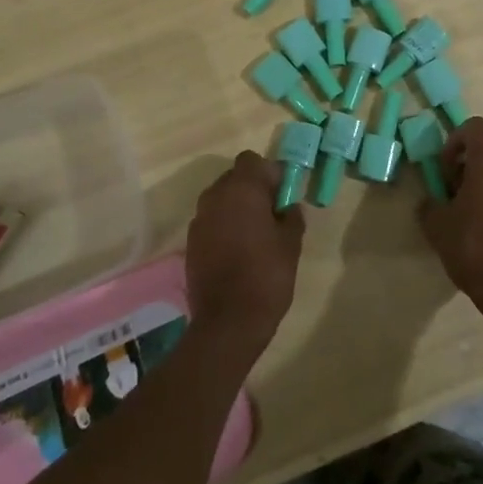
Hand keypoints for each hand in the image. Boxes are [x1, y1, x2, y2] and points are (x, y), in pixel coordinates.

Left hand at [184, 152, 304, 358]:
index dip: (268, 173)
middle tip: (270, 214)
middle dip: (252, 189)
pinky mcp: (191, 242)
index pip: (252, 160)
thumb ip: (291, 216)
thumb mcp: (291, 244)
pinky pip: (211, 221)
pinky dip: (223, 227)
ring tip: (253, 235)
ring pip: (221, 199)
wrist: (227, 323)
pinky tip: (236, 252)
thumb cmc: (266, 276)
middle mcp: (215, 196)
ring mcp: (199, 219)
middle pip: (235, 177)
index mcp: (242, 189)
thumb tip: (288, 206)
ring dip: (236, 208)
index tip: (281, 194)